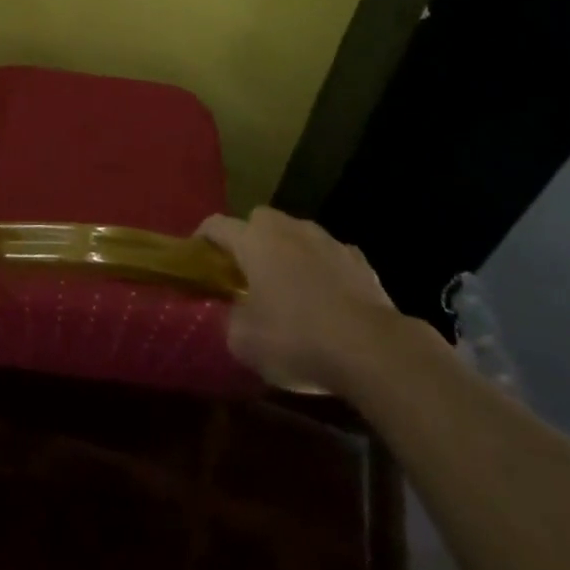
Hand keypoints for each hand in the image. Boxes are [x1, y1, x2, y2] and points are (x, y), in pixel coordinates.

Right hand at [198, 207, 396, 393]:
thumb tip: (232, 313)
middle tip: (245, 274)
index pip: (216, 225)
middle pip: (259, 220)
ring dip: (288, 253)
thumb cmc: (296, 338)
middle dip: (249, 240)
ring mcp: (328, 240)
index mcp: (254, 240)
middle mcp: (288, 229)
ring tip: (289, 289)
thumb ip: (229, 319)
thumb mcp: (244, 341)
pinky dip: (322, 271)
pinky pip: (329, 257)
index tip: (197, 260)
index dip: (201, 240)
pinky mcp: (359, 260)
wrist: (372, 349)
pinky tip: (326, 301)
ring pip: (297, 235)